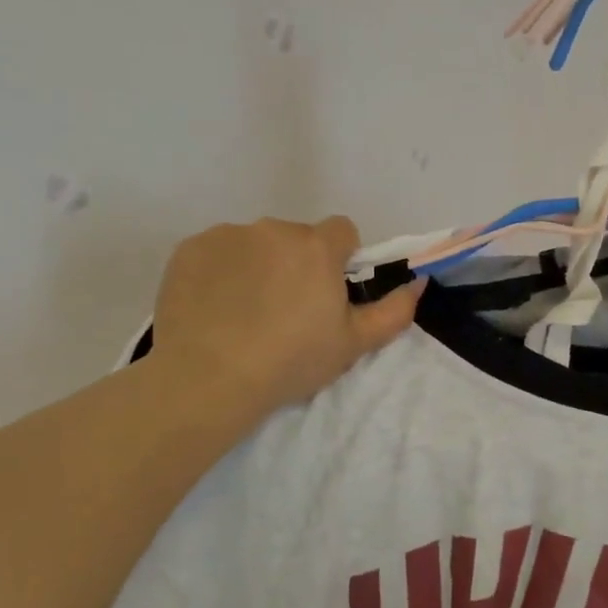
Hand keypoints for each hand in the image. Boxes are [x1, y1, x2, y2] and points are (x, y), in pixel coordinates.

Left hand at [152, 217, 420, 414]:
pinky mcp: (188, 249)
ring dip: (258, 266)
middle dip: (297, 264)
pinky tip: (215, 309)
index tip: (328, 294)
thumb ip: (395, 310)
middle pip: (296, 238)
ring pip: (254, 244)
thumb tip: (418, 282)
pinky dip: (220, 273)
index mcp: (316, 247)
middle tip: (287, 312)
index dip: (340, 259)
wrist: (209, 378)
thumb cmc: (291, 361)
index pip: (342, 231)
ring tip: (246, 313)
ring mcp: (226, 236)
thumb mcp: (354, 344)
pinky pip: (216, 253)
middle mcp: (272, 229)